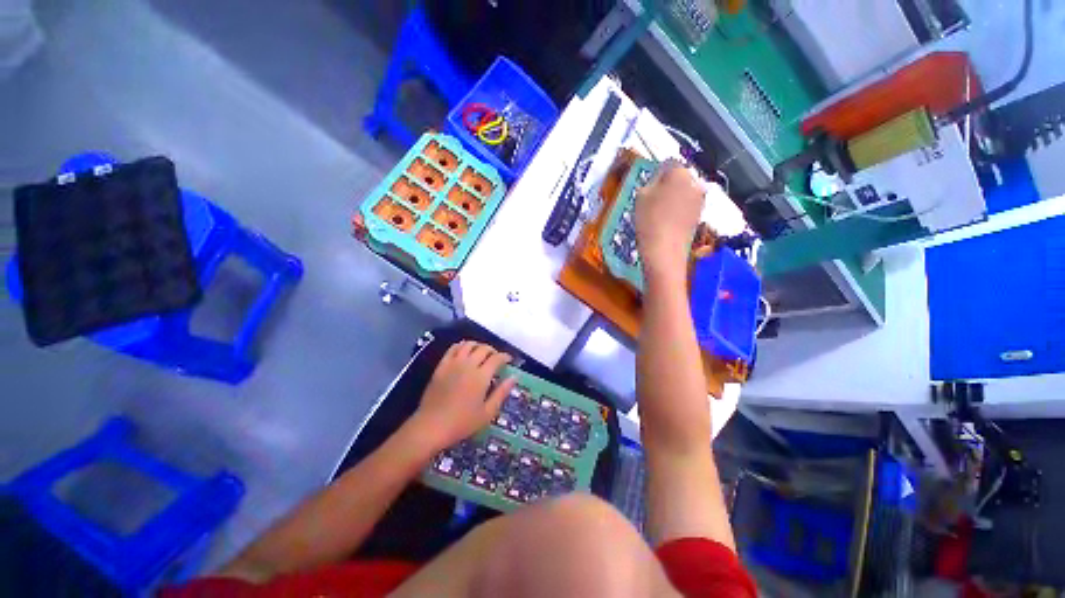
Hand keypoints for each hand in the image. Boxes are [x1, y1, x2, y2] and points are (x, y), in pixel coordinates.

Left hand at [410, 341, 516, 450]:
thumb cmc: (462, 423)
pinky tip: (465, 352)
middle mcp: (468, 365)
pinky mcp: (441, 366)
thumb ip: (501, 393)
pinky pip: (453, 348)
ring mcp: (453, 364)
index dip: (505, 357)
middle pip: (483, 348)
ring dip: (478, 346)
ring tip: (481, 353)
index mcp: (481, 376)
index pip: (497, 358)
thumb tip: (514, 377)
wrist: (431, 426)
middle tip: (496, 358)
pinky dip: (462, 346)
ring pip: (468, 344)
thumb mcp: (487, 413)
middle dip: (493, 350)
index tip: (509, 360)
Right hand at [634, 160, 705, 279]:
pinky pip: (687, 204)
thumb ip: (652, 180)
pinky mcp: (700, 214)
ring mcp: (700, 199)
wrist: (665, 251)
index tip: (648, 186)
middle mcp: (696, 182)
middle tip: (652, 199)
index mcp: (680, 173)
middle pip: (679, 177)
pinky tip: (667, 221)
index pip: (669, 164)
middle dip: (668, 184)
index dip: (657, 174)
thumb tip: (659, 177)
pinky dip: (678, 209)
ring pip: (684, 191)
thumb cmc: (649, 221)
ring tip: (659, 212)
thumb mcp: (641, 196)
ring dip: (674, 196)